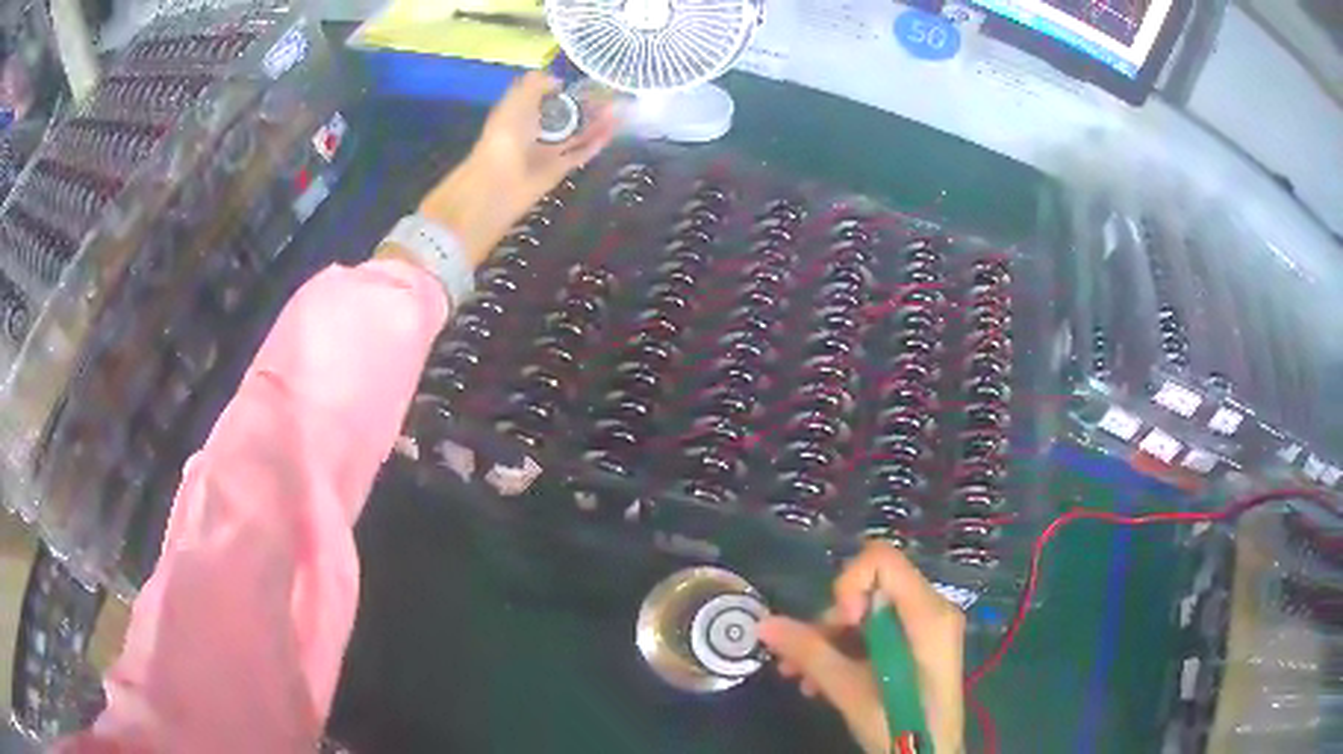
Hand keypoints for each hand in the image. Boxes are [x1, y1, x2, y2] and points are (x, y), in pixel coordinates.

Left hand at [417, 71, 617, 265]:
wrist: (499, 183)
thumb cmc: (505, 136)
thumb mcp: (517, 99)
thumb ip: (536, 84)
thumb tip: (558, 81)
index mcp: (519, 113)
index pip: (544, 97)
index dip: (563, 88)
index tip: (586, 79)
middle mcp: (533, 131)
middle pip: (564, 115)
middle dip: (586, 104)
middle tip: (611, 93)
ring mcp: (546, 151)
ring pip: (576, 133)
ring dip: (596, 121)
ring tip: (620, 107)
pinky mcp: (558, 170)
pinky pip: (581, 153)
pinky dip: (596, 142)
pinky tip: (614, 129)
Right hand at [758, 544, 965, 753]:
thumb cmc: (900, 726)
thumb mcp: (851, 692)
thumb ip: (810, 654)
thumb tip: (764, 625)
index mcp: (927, 613)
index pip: (882, 560)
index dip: (849, 585)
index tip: (842, 627)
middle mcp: (931, 609)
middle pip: (870, 588)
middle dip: (830, 620)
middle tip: (800, 659)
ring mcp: (925, 628)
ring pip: (867, 613)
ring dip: (829, 640)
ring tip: (799, 677)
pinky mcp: (917, 646)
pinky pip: (876, 632)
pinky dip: (846, 650)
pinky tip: (820, 682)